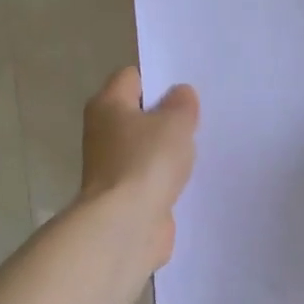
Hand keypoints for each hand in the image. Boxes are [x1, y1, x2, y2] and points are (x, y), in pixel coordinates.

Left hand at [78, 67, 199, 272]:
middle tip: (198, 118)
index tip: (187, 92)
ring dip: (168, 150)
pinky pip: (150, 176)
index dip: (160, 79)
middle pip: (139, 113)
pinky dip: (166, 178)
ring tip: (199, 148)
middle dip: (167, 116)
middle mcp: (103, 132)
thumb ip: (182, 103)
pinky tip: (189, 179)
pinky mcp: (124, 195)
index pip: (132, 77)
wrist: (126, 225)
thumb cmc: (146, 162)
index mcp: (108, 104)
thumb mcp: (175, 122)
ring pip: (146, 147)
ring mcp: (112, 166)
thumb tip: (179, 94)